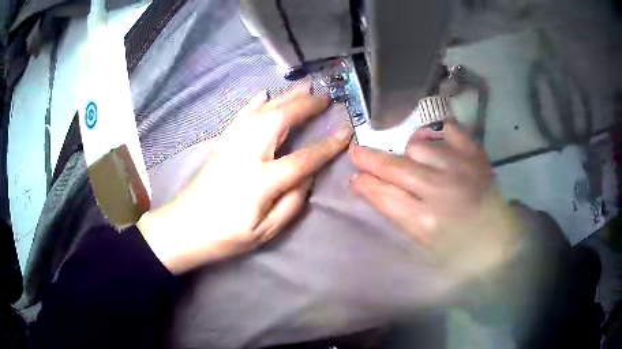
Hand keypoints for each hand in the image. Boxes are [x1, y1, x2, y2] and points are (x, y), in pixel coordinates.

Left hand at [138, 85, 352, 273]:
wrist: (184, 227)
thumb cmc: (226, 235)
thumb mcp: (264, 231)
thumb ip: (291, 204)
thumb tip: (307, 178)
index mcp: (262, 181)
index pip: (304, 158)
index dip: (328, 145)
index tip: (346, 131)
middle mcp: (247, 154)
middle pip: (281, 120)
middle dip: (306, 106)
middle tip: (325, 97)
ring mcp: (231, 144)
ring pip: (263, 111)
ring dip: (285, 97)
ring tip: (304, 87)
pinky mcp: (221, 143)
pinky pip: (241, 116)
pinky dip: (254, 102)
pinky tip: (264, 93)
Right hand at [349, 121, 521, 279]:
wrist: (499, 237)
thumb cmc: (458, 248)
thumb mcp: (422, 242)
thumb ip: (395, 212)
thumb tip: (366, 186)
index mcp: (426, 222)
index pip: (385, 196)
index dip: (365, 184)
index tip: (355, 177)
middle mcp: (441, 190)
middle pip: (396, 168)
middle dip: (370, 159)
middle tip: (357, 152)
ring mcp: (460, 167)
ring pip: (418, 146)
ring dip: (410, 154)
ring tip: (415, 162)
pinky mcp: (474, 153)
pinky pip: (447, 129)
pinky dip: (437, 134)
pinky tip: (435, 143)